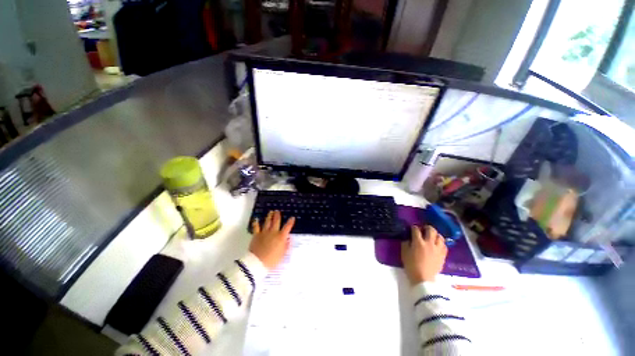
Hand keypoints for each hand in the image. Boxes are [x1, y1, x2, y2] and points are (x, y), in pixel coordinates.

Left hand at [249, 210, 295, 269]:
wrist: (257, 262)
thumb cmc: (272, 260)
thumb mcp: (282, 254)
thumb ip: (286, 246)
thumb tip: (289, 239)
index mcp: (281, 237)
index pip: (287, 227)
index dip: (290, 222)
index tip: (292, 218)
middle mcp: (273, 232)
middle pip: (276, 221)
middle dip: (277, 215)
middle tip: (278, 211)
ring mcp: (264, 233)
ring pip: (267, 222)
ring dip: (269, 216)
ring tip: (270, 212)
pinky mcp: (256, 235)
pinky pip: (256, 227)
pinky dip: (256, 223)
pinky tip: (256, 219)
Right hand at [401, 225, 447, 284]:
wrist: (423, 279)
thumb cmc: (411, 265)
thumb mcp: (404, 253)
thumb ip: (405, 243)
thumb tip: (408, 238)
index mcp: (418, 242)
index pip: (416, 229)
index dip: (414, 227)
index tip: (412, 228)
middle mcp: (429, 243)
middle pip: (431, 230)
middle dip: (427, 227)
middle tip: (424, 229)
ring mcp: (437, 249)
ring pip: (440, 237)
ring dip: (435, 234)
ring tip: (432, 236)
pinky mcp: (443, 255)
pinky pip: (444, 246)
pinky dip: (441, 243)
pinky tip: (437, 245)